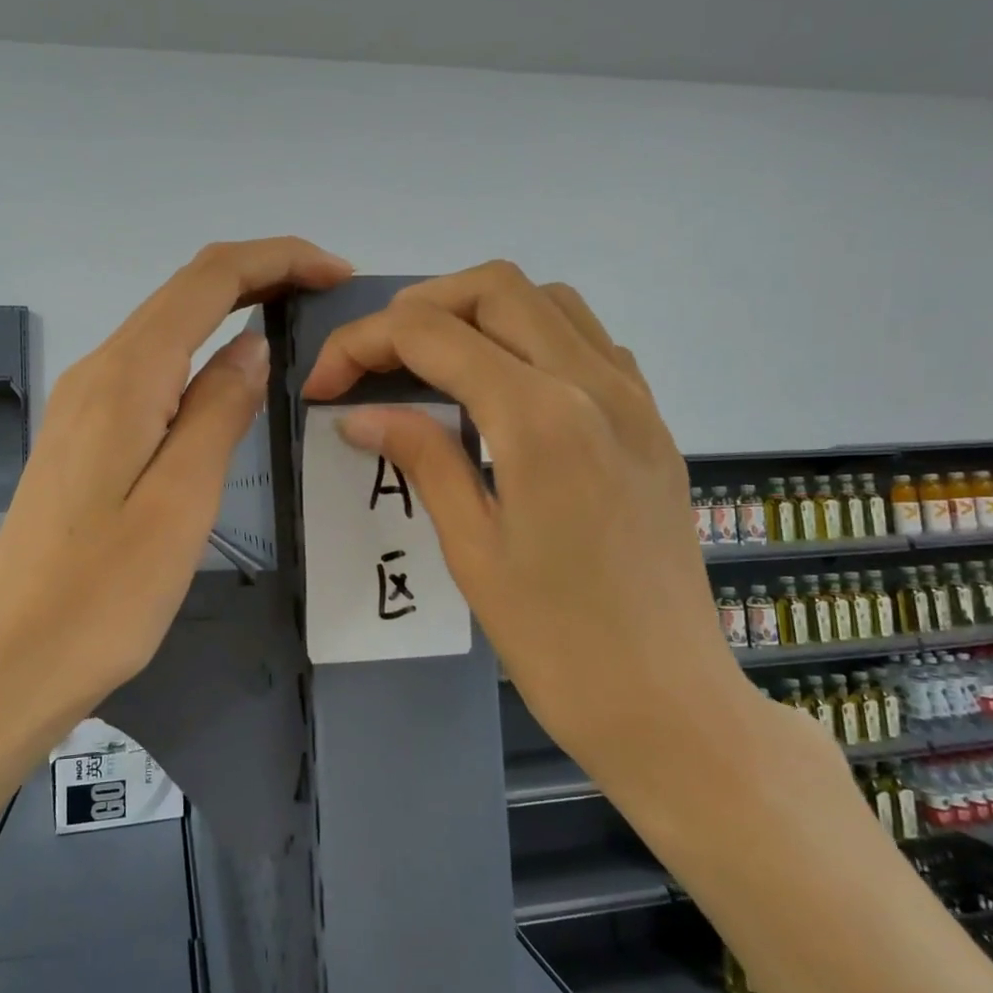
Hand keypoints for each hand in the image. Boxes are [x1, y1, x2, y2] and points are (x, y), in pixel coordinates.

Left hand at [0, 238, 352, 731]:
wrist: (11, 662)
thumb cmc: (104, 594)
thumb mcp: (181, 501)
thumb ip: (218, 410)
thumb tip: (251, 346)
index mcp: (125, 377)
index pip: (209, 280)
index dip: (277, 260)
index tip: (338, 275)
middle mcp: (98, 373)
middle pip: (185, 292)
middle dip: (261, 276)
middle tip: (328, 296)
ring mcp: (84, 404)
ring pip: (167, 328)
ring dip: (232, 311)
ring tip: (296, 329)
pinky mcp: (84, 437)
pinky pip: (152, 370)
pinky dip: (202, 354)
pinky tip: (231, 382)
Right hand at [302, 262, 756, 796]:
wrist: (669, 704)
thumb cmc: (558, 643)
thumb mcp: (472, 550)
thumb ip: (421, 457)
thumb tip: (359, 413)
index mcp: (541, 419)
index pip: (432, 336)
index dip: (362, 344)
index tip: (323, 383)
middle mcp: (595, 384)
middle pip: (494, 288)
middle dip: (418, 308)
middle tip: (373, 360)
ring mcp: (635, 397)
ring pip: (548, 300)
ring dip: (478, 311)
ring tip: (431, 361)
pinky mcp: (652, 421)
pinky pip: (589, 339)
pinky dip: (533, 336)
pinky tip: (505, 387)